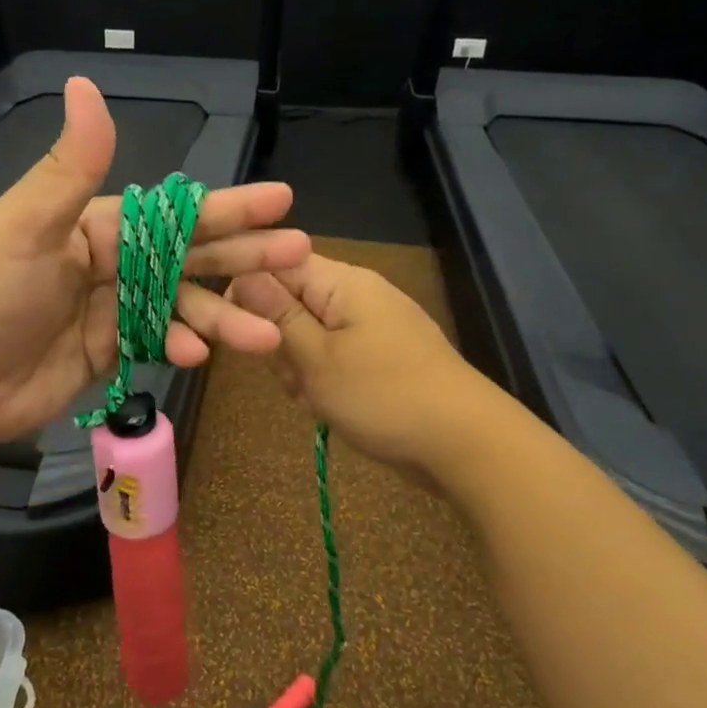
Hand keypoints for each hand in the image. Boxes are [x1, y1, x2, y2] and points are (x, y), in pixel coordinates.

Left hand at [0, 77, 311, 445]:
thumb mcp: (25, 227)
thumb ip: (70, 168)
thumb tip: (87, 83)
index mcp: (95, 223)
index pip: (173, 212)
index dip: (228, 206)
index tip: (280, 201)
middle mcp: (111, 260)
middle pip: (190, 255)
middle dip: (244, 256)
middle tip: (299, 253)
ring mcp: (114, 308)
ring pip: (183, 305)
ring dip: (224, 316)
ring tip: (269, 332)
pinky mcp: (111, 349)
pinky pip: (159, 341)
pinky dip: (180, 346)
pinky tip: (201, 355)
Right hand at [227, 254, 499, 485]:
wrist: (464, 444)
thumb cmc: (383, 396)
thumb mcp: (317, 358)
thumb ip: (277, 315)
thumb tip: (242, 271)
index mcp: (343, 282)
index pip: (277, 263)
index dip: (250, 293)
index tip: (242, 332)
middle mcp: (358, 295)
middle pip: (292, 301)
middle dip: (280, 341)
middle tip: (294, 376)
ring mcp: (373, 326)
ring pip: (310, 335)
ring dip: (301, 368)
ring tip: (316, 398)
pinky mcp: (381, 356)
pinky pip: (335, 356)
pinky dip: (326, 381)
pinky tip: (332, 408)